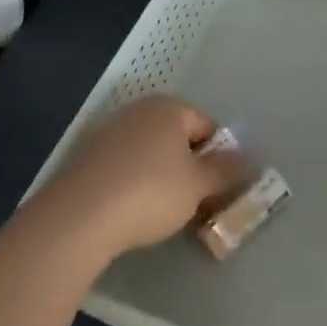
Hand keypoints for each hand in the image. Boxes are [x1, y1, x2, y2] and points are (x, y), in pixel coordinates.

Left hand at [40, 95, 247, 260]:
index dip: (218, 157)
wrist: (79, 217)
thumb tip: (247, 160)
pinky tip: (130, 209)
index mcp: (170, 108)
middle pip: (176, 137)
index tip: (217, 188)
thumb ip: (226, 171)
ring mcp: (107, 131)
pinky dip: (132, 181)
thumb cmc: (150, 192)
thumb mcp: (198, 186)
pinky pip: (122, 165)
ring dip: (160, 174)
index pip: (207, 126)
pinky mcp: (84, 156)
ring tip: (162, 210)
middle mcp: (138, 110)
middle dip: (189, 166)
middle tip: (194, 200)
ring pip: (148, 151)